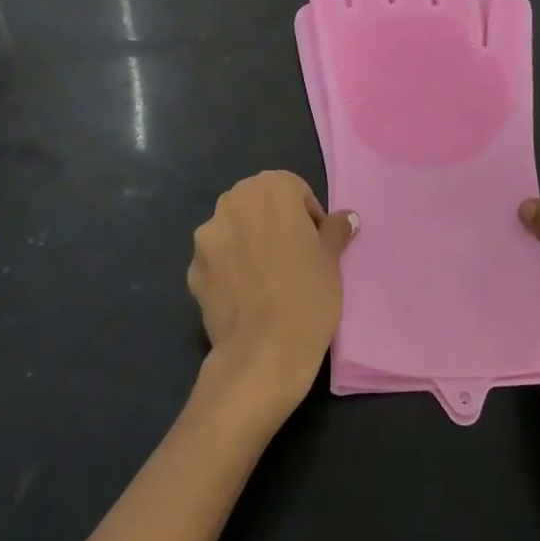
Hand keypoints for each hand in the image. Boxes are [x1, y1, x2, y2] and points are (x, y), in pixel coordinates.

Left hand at [190, 171, 357, 419]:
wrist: (263, 352)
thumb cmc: (308, 294)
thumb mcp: (333, 259)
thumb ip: (335, 230)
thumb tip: (347, 217)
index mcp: (271, 189)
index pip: (295, 191)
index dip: (309, 218)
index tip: (317, 246)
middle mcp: (232, 202)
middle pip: (259, 205)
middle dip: (275, 225)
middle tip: (295, 260)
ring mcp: (207, 236)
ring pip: (235, 231)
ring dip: (249, 244)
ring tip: (268, 280)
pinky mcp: (192, 269)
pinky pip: (217, 261)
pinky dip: (230, 270)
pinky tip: (246, 297)